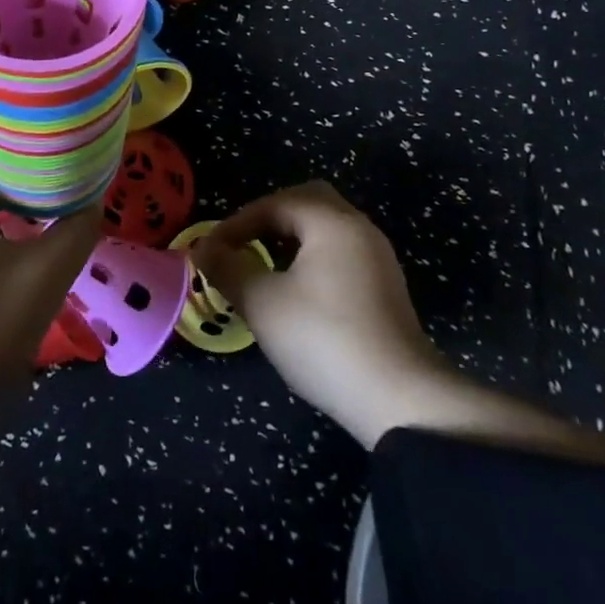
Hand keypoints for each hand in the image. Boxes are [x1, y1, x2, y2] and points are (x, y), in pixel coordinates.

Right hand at [194, 181, 452, 448]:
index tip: (212, 251)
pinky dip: (313, 257)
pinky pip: (341, 253)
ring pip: (326, 228)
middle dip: (269, 218)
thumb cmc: (325, 339)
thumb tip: (202, 248)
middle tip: (242, 244)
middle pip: (308, 201)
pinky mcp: (386, 289)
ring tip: (263, 267)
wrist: (402, 401)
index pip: (274, 203)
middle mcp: (359, 228)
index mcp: (331, 221)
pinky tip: (297, 291)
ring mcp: (378, 259)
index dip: (236, 223)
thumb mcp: (263, 303)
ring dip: (291, 239)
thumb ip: (227, 268)